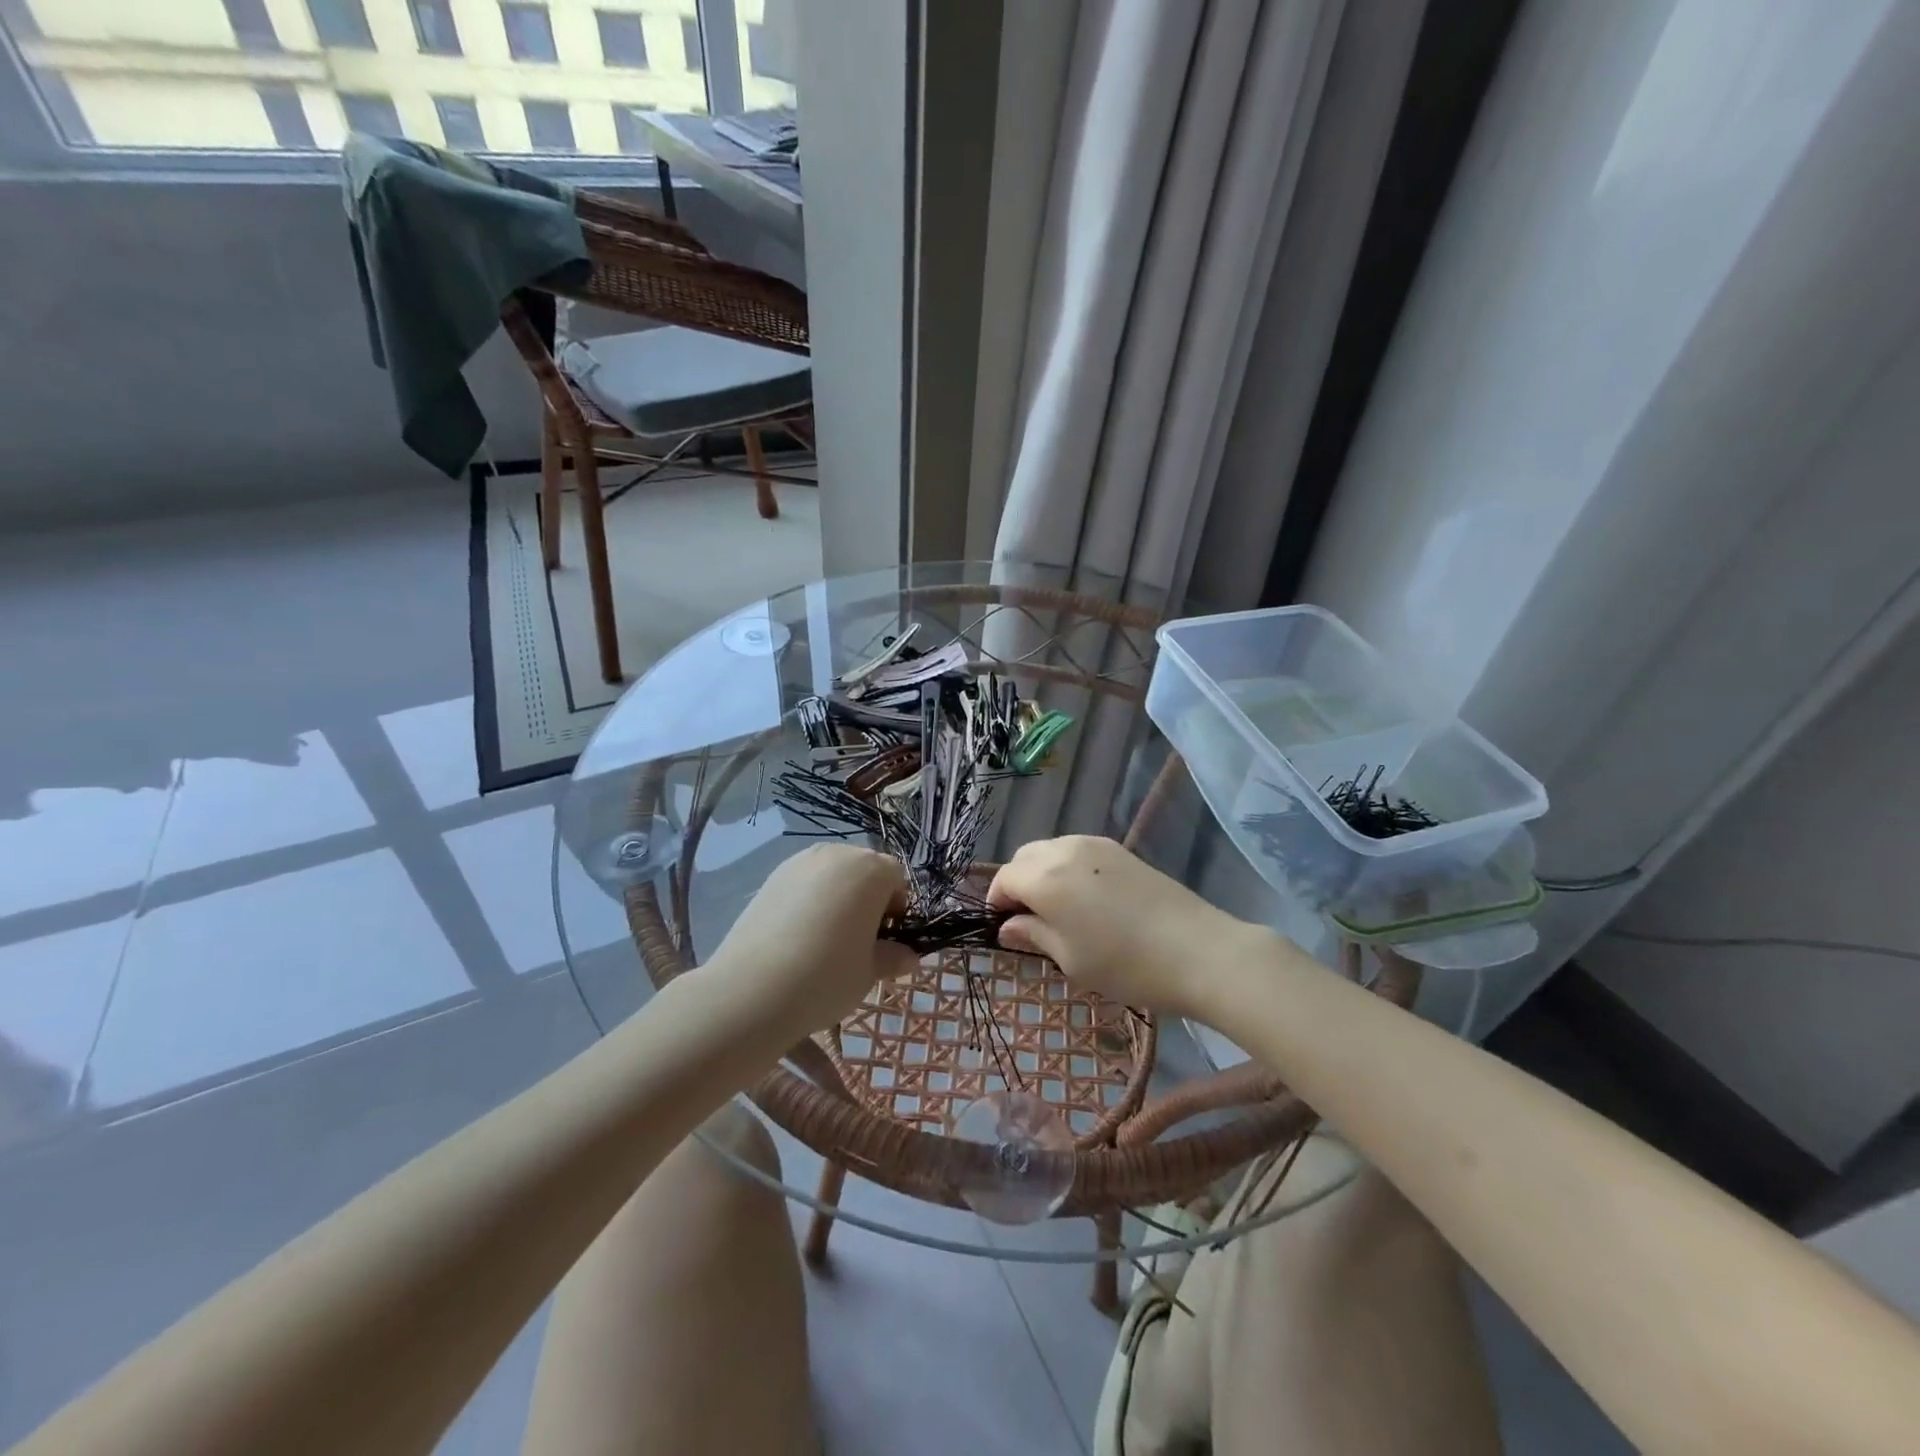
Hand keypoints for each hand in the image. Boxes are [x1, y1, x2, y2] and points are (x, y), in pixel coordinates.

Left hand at [705, 844, 919, 1038]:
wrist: (752, 989)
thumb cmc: (827, 976)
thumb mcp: (870, 972)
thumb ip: (893, 957)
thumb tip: (906, 956)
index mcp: (870, 870)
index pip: (897, 878)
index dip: (897, 908)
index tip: (885, 940)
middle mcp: (837, 854)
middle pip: (864, 869)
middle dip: (868, 898)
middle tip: (858, 940)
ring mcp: (800, 861)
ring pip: (832, 874)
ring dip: (838, 897)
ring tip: (826, 938)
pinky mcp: (772, 876)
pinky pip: (804, 882)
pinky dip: (809, 900)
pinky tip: (798, 935)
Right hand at [986, 836, 1260, 1018]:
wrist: (1198, 950)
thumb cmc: (1125, 964)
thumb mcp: (1070, 959)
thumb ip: (1033, 936)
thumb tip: (1008, 927)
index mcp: (1044, 878)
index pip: (1004, 879)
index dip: (996, 903)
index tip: (1003, 930)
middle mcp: (1064, 850)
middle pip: (1024, 857)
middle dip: (1017, 883)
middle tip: (1028, 921)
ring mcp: (1095, 845)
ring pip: (1051, 850)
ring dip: (1042, 873)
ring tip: (1057, 910)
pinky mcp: (1120, 850)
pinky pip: (1077, 851)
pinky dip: (1067, 868)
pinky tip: (1085, 899)